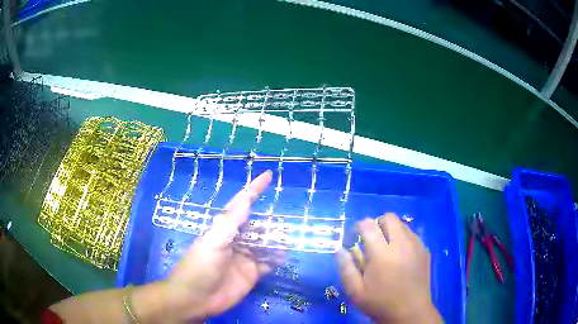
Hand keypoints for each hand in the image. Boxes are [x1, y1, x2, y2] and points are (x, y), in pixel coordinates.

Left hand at [161, 170, 280, 321]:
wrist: (196, 299)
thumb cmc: (200, 267)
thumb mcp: (213, 241)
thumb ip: (231, 222)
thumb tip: (246, 197)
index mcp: (223, 229)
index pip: (241, 204)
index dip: (254, 190)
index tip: (268, 176)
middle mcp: (235, 241)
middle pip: (256, 226)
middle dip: (270, 222)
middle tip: (288, 219)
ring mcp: (244, 258)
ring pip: (264, 244)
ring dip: (275, 240)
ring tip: (291, 235)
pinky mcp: (251, 274)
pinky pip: (267, 263)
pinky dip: (276, 258)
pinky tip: (286, 255)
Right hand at [336, 213, 441, 323]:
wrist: (410, 312)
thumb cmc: (380, 303)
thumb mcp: (356, 291)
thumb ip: (346, 268)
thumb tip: (340, 249)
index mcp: (381, 254)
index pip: (369, 225)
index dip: (359, 226)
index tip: (355, 236)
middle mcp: (401, 244)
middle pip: (389, 217)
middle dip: (377, 223)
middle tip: (371, 240)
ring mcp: (415, 246)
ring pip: (402, 225)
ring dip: (391, 230)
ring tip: (386, 248)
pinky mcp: (424, 251)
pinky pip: (412, 235)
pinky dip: (403, 238)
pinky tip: (399, 255)